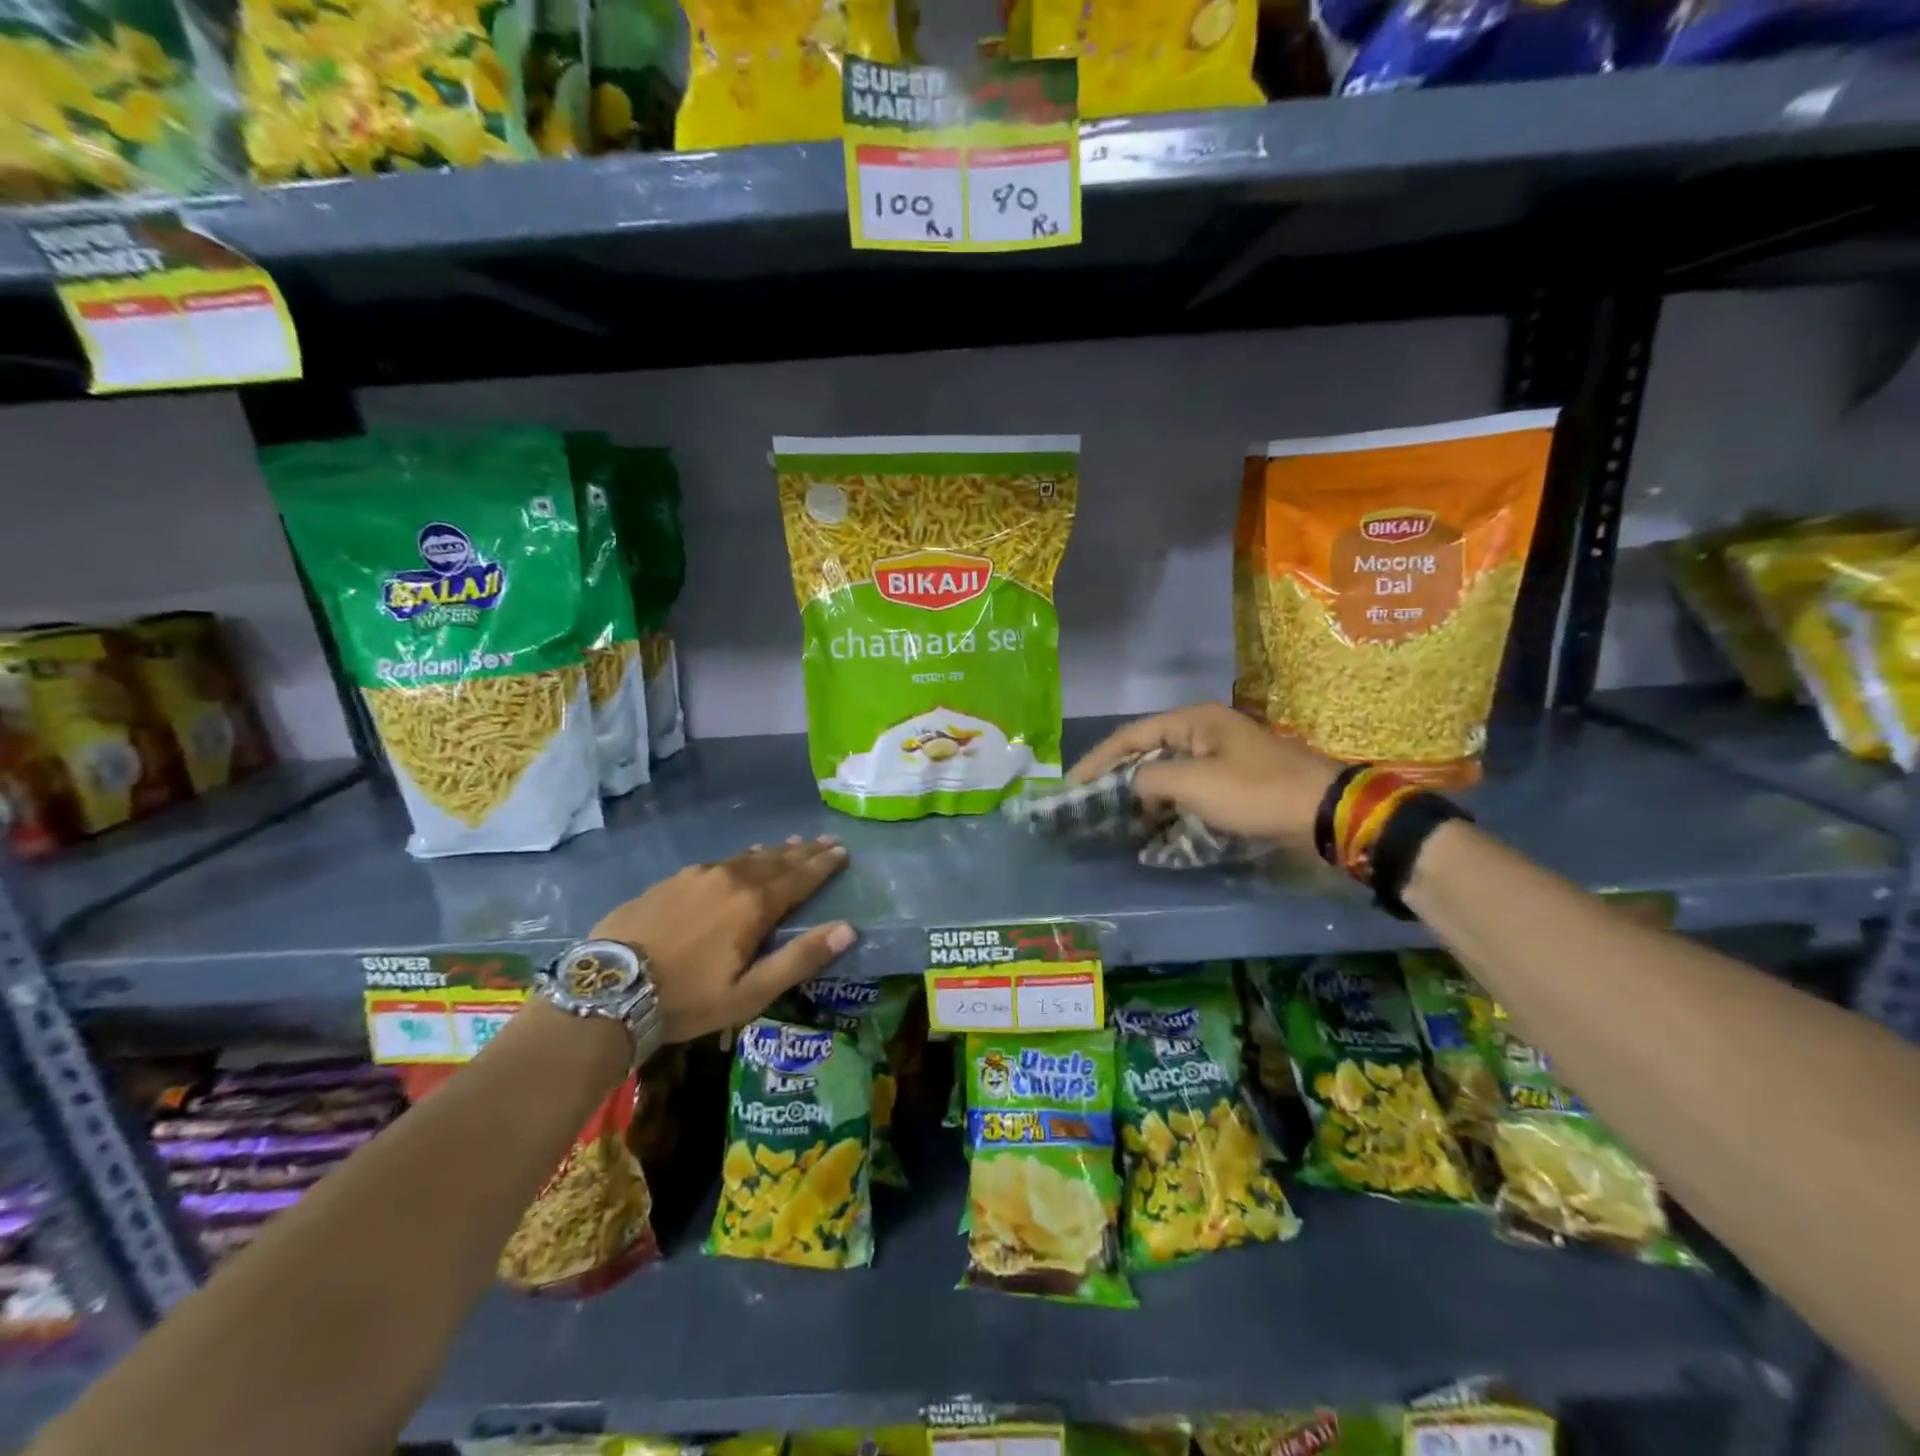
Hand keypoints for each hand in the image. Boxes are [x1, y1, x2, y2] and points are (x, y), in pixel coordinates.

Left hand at [590, 836, 854, 1042]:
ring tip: (791, 844)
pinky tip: (739, 860)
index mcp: (754, 905)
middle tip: (825, 841)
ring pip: (746, 857)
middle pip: (776, 860)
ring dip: (774, 852)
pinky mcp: (672, 880)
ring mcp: (698, 875)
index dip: (824, 865)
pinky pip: (719, 862)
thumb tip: (848, 929)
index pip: (800, 877)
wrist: (609, 989)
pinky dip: (740, 859)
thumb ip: (800, 959)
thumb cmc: (687, 998)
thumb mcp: (750, 992)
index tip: (843, 850)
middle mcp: (731, 879)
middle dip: (804, 852)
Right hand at [1069, 703, 1341, 854]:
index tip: (1073, 786)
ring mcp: (1221, 756)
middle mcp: (1204, 731)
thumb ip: (1150, 780)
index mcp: (1193, 721)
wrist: (1324, 813)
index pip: (1131, 735)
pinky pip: (1188, 788)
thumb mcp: (1195, 783)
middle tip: (1090, 801)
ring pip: (1168, 771)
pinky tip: (1153, 824)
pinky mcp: (1234, 780)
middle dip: (1118, 776)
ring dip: (1142, 793)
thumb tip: (1131, 786)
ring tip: (1115, 816)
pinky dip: (1167, 804)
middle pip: (1147, 751)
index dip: (1098, 760)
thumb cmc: (1255, 792)